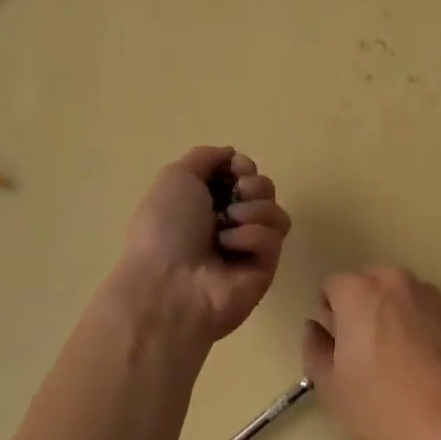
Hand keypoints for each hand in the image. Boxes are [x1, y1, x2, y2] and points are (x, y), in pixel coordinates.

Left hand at [113, 146, 291, 346]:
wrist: (169, 284)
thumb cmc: (165, 228)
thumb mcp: (175, 177)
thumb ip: (205, 157)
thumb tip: (232, 155)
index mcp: (204, 202)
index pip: (243, 172)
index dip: (242, 166)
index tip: (233, 169)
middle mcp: (227, 222)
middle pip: (264, 188)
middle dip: (252, 186)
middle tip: (234, 198)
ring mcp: (247, 247)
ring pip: (275, 210)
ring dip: (253, 210)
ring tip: (228, 225)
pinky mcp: (265, 268)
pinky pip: (274, 236)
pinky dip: (252, 236)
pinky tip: (230, 247)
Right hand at [301, 266, 440, 439]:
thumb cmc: (383, 408)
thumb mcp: (332, 388)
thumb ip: (315, 350)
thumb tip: (315, 328)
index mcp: (358, 291)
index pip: (331, 287)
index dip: (330, 317)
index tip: (338, 349)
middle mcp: (394, 280)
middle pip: (368, 285)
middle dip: (361, 310)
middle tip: (365, 354)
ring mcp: (430, 294)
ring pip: (399, 297)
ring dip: (392, 316)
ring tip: (399, 361)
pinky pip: (426, 311)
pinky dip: (420, 326)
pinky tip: (425, 365)